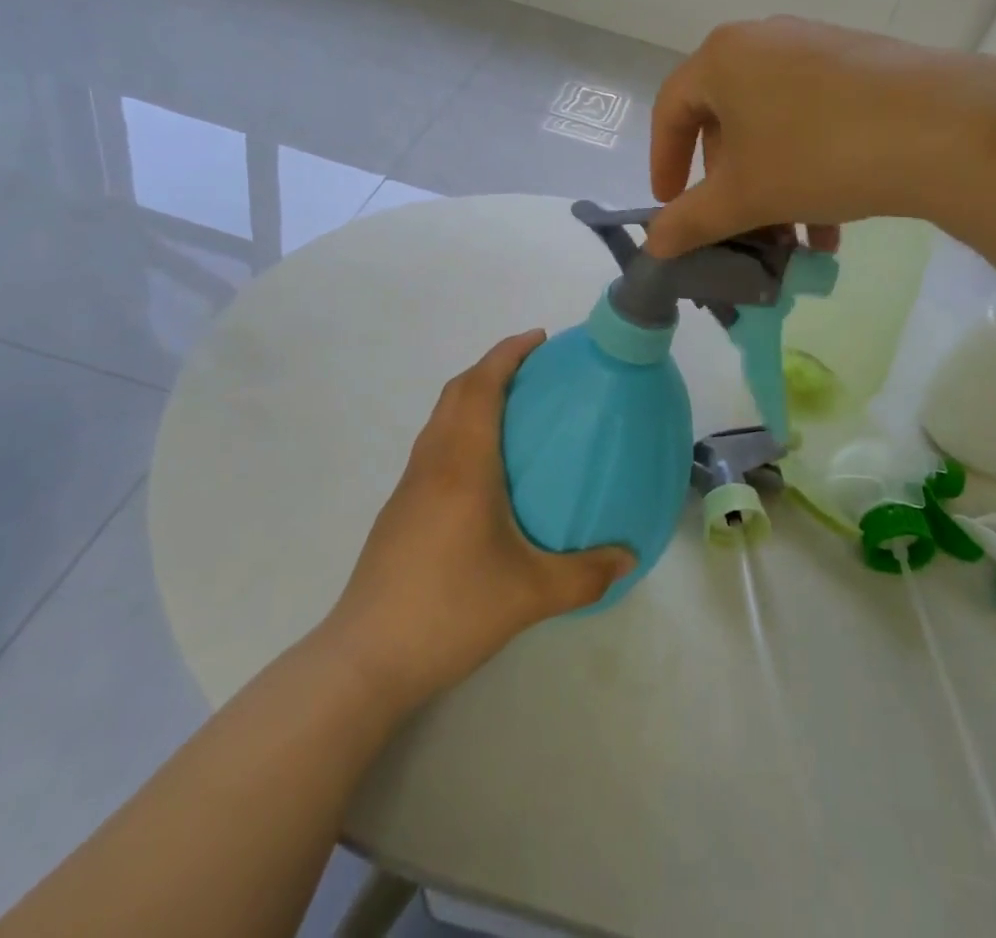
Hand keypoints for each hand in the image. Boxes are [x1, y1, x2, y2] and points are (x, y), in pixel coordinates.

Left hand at [325, 332, 634, 710]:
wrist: (367, 657)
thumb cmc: (450, 610)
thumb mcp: (530, 595)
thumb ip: (585, 574)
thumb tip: (628, 558)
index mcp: (462, 464)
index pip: (481, 386)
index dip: (507, 353)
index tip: (539, 339)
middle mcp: (432, 462)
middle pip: (457, 391)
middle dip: (492, 366)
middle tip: (534, 368)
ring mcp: (409, 484)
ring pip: (440, 417)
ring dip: (472, 394)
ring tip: (513, 407)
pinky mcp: (399, 509)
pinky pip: (434, 443)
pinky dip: (460, 426)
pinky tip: (483, 466)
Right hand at [646, 17, 977, 256]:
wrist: (943, 129)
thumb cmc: (818, 154)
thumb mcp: (745, 196)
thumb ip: (691, 221)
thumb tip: (653, 246)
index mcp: (723, 58)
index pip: (671, 110)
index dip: (663, 163)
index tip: (671, 206)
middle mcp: (766, 41)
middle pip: (727, 121)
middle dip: (730, 186)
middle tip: (741, 228)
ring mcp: (819, 48)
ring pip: (775, 127)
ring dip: (773, 189)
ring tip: (793, 242)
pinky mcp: (863, 65)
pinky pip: (816, 119)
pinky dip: (811, 169)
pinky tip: (832, 224)